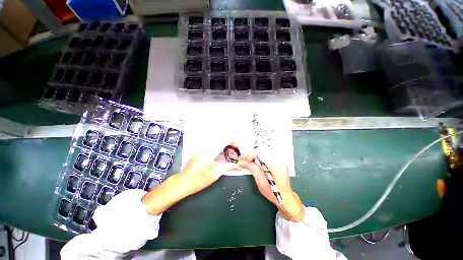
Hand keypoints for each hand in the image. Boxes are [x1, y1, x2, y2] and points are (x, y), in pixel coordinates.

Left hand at [176, 143, 240, 195]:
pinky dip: (216, 150)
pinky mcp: (197, 153)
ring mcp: (200, 150)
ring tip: (228, 153)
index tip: (236, 144)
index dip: (230, 141)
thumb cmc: (199, 180)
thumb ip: (227, 167)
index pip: (222, 143)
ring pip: (214, 145)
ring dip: (222, 147)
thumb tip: (237, 165)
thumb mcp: (215, 174)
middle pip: (218, 143)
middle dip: (227, 145)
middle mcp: (204, 149)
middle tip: (233, 151)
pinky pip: (209, 148)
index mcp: (209, 153)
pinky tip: (219, 155)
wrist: (182, 183)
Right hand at [237, 149, 304, 221]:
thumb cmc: (273, 193)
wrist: (285, 196)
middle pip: (261, 150)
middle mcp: (279, 159)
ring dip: (254, 154)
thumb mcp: (260, 182)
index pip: (261, 153)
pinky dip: (258, 155)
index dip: (250, 155)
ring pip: (263, 150)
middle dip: (250, 154)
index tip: (244, 160)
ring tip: (247, 159)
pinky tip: (253, 159)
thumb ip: (252, 168)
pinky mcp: (278, 159)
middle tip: (242, 159)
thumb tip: (241, 162)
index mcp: (276, 166)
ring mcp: (280, 158)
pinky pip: (266, 153)